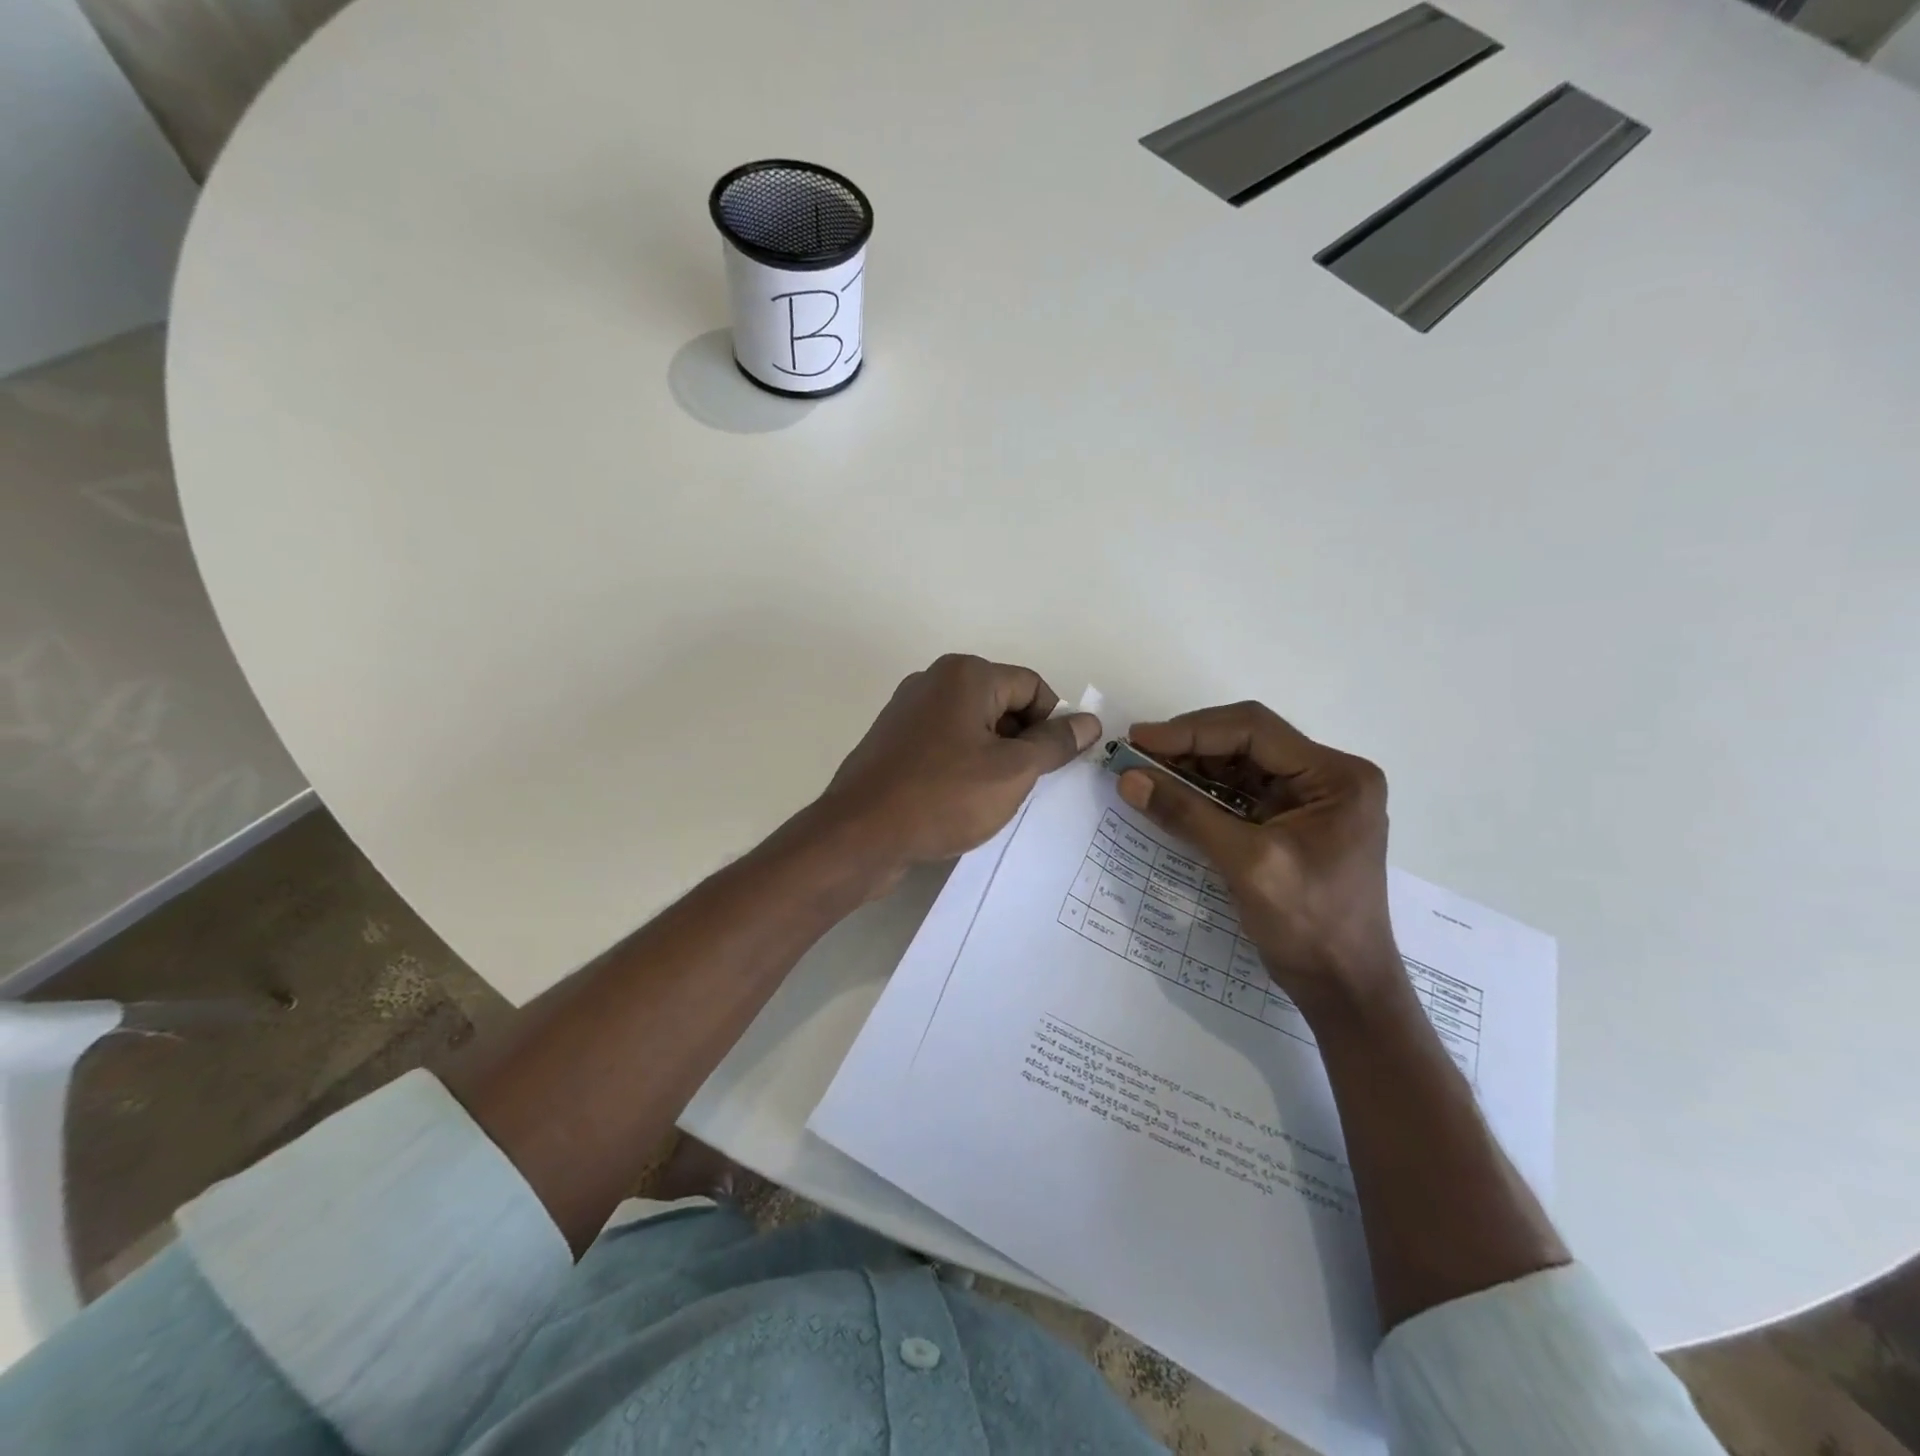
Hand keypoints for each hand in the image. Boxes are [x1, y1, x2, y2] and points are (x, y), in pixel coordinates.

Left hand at [820, 654, 1101, 877]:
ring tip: (994, 799)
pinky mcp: (893, 743)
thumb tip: (1089, 722)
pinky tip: (962, 802)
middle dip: (1022, 742)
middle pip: (1002, 703)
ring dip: (994, 759)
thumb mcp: (1012, 771)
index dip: (1052, 724)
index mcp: (965, 675)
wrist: (859, 835)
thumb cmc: (943, 796)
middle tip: (1025, 786)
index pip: (1032, 687)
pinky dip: (963, 768)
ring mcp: (908, 712)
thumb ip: (1055, 743)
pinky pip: (945, 746)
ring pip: (973, 728)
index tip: (1054, 766)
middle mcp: (933, 682)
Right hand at [1116, 703, 1400, 1014]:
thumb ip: (1187, 814)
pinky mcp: (1293, 820)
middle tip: (1136, 754)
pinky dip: (1205, 792)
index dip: (1191, 731)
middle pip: (1247, 741)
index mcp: (1336, 776)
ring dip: (1193, 767)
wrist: (1343, 987)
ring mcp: (1312, 798)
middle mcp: (1329, 776)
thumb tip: (1128, 778)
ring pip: (1241, 764)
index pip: (1254, 731)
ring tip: (1145, 772)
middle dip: (1189, 746)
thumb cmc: (1309, 925)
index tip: (1139, 740)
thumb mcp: (1246, 864)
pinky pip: (1242, 792)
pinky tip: (1172, 794)